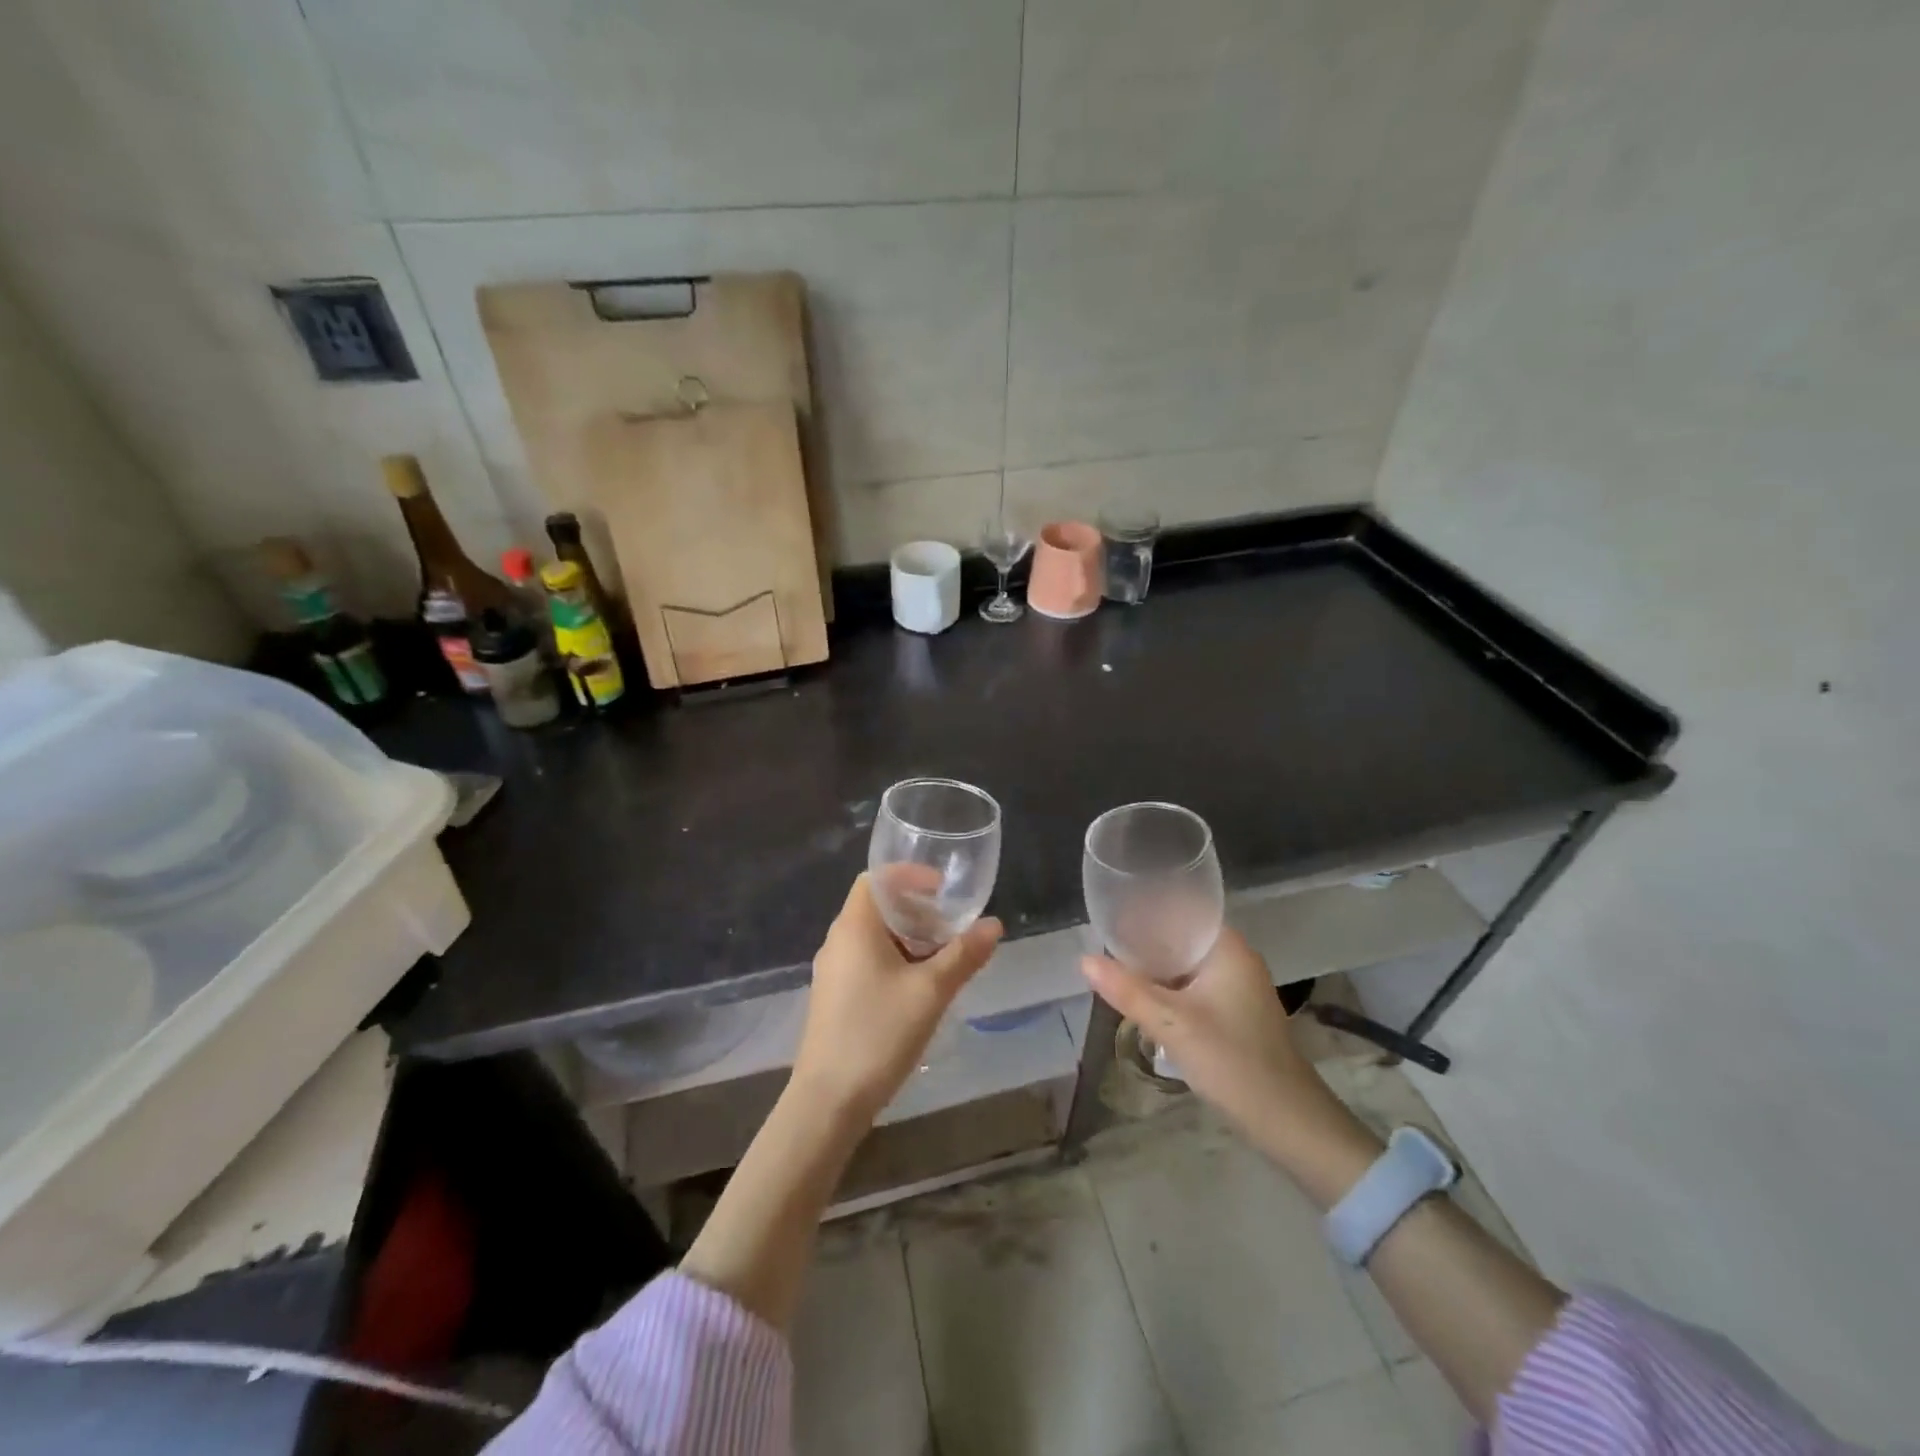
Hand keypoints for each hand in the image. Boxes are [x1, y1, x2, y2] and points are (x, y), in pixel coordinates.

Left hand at [790, 873, 1002, 1121]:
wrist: (827, 1102)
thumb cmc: (878, 1034)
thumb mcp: (930, 992)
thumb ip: (963, 955)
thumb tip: (993, 924)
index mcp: (854, 927)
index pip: (876, 879)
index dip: (909, 876)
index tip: (943, 889)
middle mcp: (838, 941)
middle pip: (877, 907)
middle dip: (916, 910)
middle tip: (951, 926)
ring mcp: (833, 971)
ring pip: (873, 937)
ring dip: (908, 938)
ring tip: (943, 957)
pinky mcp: (834, 997)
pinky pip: (866, 961)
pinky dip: (894, 960)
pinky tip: (918, 988)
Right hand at [1081, 926, 1337, 1142]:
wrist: (1288, 1121)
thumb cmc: (1232, 1061)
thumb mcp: (1171, 1024)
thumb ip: (1126, 989)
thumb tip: (1084, 960)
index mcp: (1227, 947)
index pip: (1180, 911)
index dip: (1145, 911)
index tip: (1112, 915)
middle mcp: (1235, 958)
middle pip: (1180, 938)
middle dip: (1145, 944)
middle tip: (1104, 946)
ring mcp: (1238, 987)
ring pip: (1185, 966)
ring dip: (1156, 971)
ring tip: (1115, 971)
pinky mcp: (1236, 1012)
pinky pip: (1194, 988)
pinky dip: (1170, 991)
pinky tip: (1144, 1001)